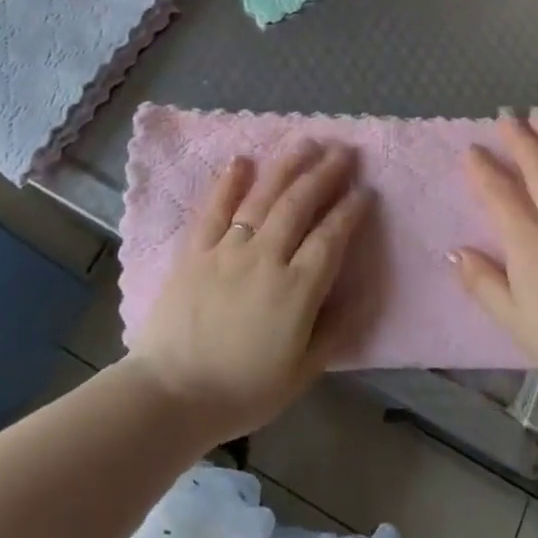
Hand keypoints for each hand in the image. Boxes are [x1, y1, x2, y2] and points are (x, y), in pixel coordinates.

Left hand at [127, 141, 371, 445]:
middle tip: (344, 151)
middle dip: (325, 174)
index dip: (350, 211)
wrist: (172, 395)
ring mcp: (227, 250)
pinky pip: (214, 210)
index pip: (331, 238)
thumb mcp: (302, 373)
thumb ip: (335, 330)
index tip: (365, 190)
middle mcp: (265, 258)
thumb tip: (365, 294)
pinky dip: (228, 183)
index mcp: (296, 290)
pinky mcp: (195, 251)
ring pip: (262, 198)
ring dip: (286, 166)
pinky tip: (242, 160)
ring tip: (306, 142)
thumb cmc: (243, 390)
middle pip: (299, 205)